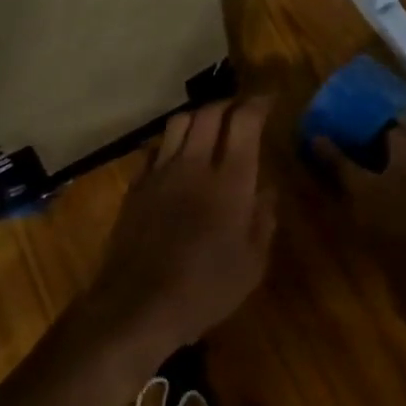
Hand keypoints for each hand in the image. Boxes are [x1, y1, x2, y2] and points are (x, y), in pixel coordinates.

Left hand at [78, 99, 276, 373]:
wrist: (137, 305)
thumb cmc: (205, 290)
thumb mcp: (252, 265)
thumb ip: (263, 221)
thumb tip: (267, 192)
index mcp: (229, 182)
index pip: (243, 122)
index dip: (258, 103)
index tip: (269, 99)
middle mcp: (193, 165)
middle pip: (208, 113)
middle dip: (228, 104)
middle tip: (242, 111)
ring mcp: (160, 173)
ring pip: (178, 123)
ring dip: (199, 116)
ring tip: (210, 126)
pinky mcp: (136, 187)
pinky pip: (155, 148)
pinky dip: (172, 142)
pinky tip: (177, 157)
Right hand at [314, 123, 405, 259]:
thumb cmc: (389, 219)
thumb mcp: (357, 188)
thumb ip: (337, 161)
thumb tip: (316, 136)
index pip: (388, 122)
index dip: (364, 122)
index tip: (342, 124)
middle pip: (395, 144)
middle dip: (369, 144)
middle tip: (341, 147)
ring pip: (401, 167)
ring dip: (379, 167)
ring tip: (351, 171)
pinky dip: (389, 186)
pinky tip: (371, 197)